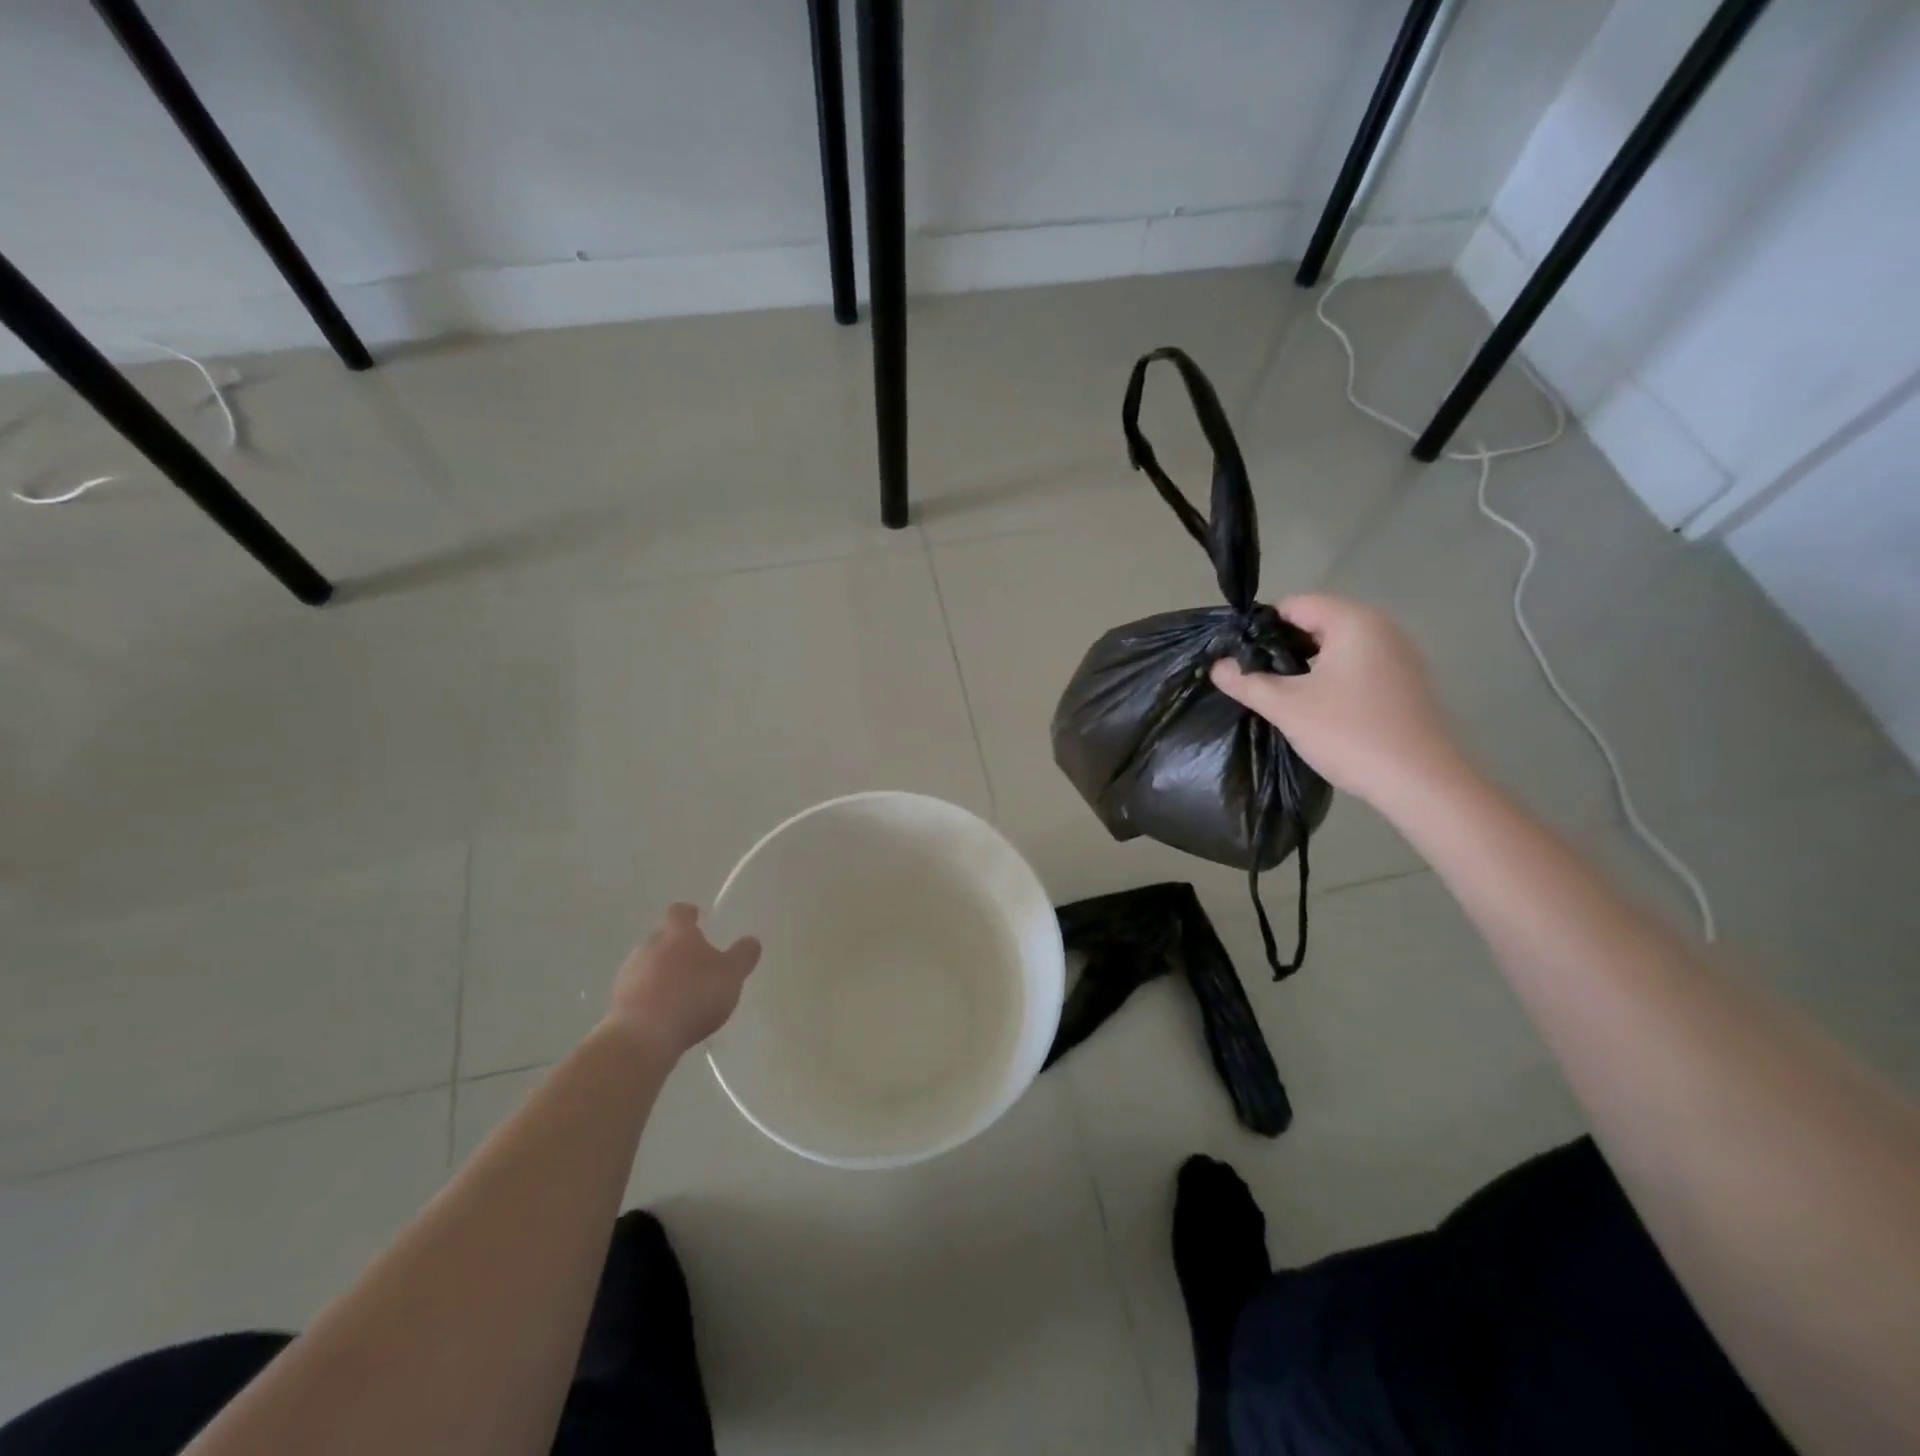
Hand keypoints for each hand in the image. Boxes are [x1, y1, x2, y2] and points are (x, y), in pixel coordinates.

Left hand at [605, 904, 760, 1058]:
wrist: (642, 1038)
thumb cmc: (692, 996)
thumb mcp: (731, 975)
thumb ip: (743, 956)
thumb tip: (751, 940)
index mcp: (677, 934)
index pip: (680, 912)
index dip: (690, 914)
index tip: (698, 918)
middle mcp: (649, 945)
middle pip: (663, 937)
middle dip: (678, 947)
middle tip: (697, 963)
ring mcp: (629, 973)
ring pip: (649, 964)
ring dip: (663, 973)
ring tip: (683, 993)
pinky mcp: (618, 1001)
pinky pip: (639, 990)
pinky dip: (652, 996)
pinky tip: (666, 1015)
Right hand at [1211, 594, 1465, 804]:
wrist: (1419, 782)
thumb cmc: (1349, 733)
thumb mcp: (1287, 707)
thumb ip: (1247, 682)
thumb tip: (1217, 666)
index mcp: (1354, 621)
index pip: (1294, 605)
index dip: (1260, 629)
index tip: (1239, 660)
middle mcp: (1380, 627)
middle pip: (1315, 622)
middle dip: (1281, 648)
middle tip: (1254, 680)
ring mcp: (1397, 654)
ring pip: (1335, 646)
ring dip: (1305, 666)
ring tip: (1280, 696)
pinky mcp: (1403, 681)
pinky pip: (1355, 666)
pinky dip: (1330, 678)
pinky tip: (1316, 708)